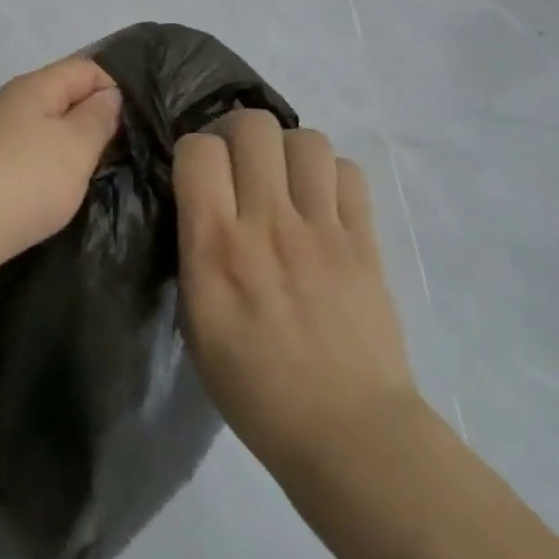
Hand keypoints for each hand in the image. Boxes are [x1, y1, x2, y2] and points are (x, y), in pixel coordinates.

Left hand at [0, 56, 121, 298]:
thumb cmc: (21, 181)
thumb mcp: (74, 146)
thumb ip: (98, 118)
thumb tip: (110, 95)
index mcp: (35, 88)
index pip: (87, 68)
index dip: (118, 87)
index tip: (146, 121)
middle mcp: (14, 106)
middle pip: (67, 100)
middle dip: (100, 122)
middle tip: (137, 151)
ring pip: (51, 134)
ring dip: (77, 152)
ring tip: (110, 174)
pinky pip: (34, 163)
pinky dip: (54, 174)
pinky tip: (70, 195)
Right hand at [175, 110, 418, 474]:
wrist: (347, 432)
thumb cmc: (253, 386)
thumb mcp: (194, 321)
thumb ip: (193, 252)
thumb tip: (199, 204)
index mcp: (216, 247)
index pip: (198, 150)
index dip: (193, 150)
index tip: (197, 174)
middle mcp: (268, 224)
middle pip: (253, 126)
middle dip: (237, 134)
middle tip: (238, 164)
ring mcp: (323, 229)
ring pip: (306, 139)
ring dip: (286, 150)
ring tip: (282, 179)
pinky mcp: (365, 241)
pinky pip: (349, 173)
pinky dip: (330, 174)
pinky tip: (320, 202)